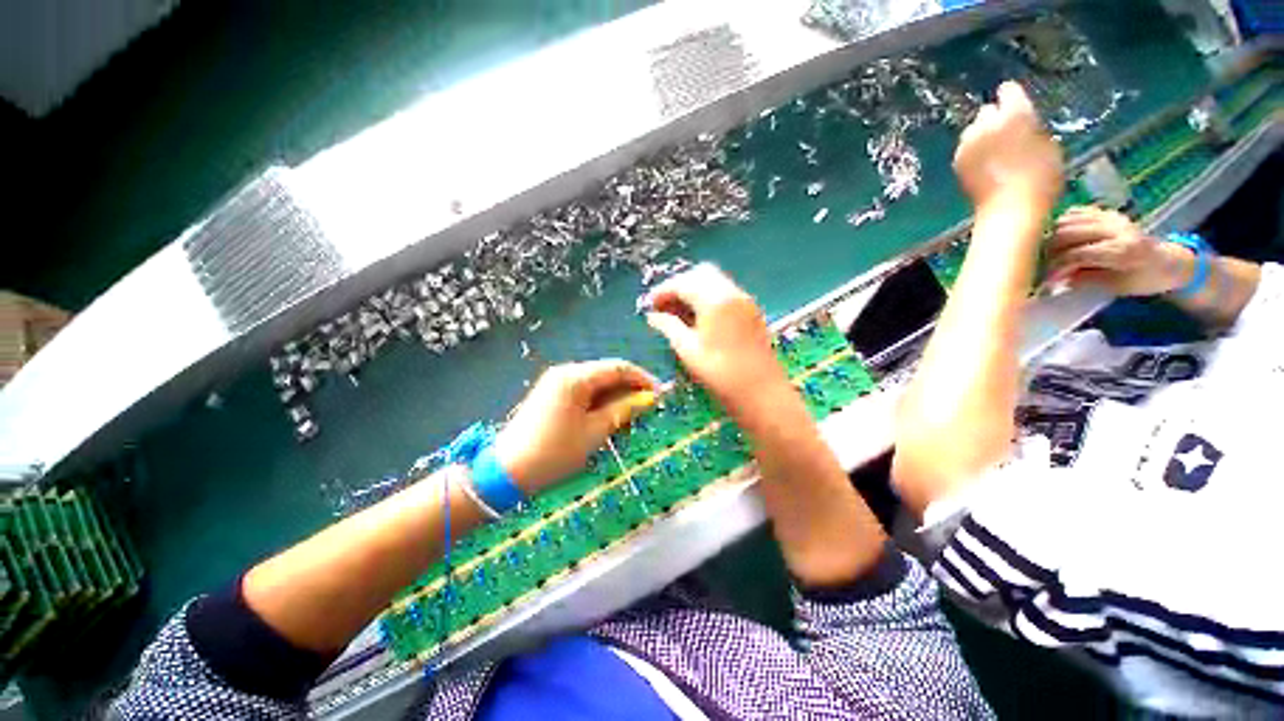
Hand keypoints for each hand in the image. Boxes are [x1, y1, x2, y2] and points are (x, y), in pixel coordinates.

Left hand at [494, 360, 658, 492]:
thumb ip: (623, 410)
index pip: (619, 368)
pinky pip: (583, 392)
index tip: (659, 395)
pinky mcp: (552, 394)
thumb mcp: (595, 432)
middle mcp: (566, 372)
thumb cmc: (554, 452)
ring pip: (596, 384)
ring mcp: (556, 382)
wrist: (506, 471)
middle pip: (607, 374)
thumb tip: (647, 398)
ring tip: (626, 421)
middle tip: (643, 412)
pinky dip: (598, 403)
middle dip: (628, 390)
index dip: (642, 379)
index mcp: (576, 377)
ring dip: (614, 398)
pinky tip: (605, 420)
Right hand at [644, 264, 790, 421]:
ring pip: (714, 282)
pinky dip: (709, 298)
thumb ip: (669, 327)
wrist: (761, 393)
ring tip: (679, 314)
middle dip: (679, 286)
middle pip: (700, 274)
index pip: (683, 283)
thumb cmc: (720, 374)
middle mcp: (732, 292)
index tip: (649, 304)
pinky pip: (726, 293)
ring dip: (694, 291)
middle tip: (664, 306)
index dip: (663, 291)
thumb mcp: (688, 350)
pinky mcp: (751, 311)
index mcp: (714, 300)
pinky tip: (699, 319)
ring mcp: (745, 301)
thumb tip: (653, 316)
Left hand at [954, 82, 1063, 217]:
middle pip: (987, 111)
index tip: (1016, 101)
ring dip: (982, 135)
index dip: (1012, 96)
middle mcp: (987, 124)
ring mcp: (968, 143)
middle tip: (1006, 132)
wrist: (1009, 207)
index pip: (1009, 90)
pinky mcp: (957, 160)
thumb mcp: (1049, 144)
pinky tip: (984, 164)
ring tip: (994, 150)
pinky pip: (965, 148)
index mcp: (1015, 113)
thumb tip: (1025, 124)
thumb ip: (1032, 127)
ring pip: (973, 129)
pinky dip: (973, 151)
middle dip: (995, 117)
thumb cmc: (1041, 178)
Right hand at [1048, 206, 1191, 295]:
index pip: (1075, 254)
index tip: (1045, 282)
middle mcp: (1116, 228)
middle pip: (1066, 234)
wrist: (1168, 262)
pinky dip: (1060, 225)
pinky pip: (1074, 213)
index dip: (1056, 269)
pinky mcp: (1107, 213)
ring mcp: (1111, 217)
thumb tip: (1056, 278)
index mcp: (1123, 249)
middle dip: (1049, 253)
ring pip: (1065, 222)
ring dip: (1051, 238)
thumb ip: (1085, 279)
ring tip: (1050, 255)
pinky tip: (1059, 238)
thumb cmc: (1143, 280)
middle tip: (1044, 268)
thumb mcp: (1116, 287)